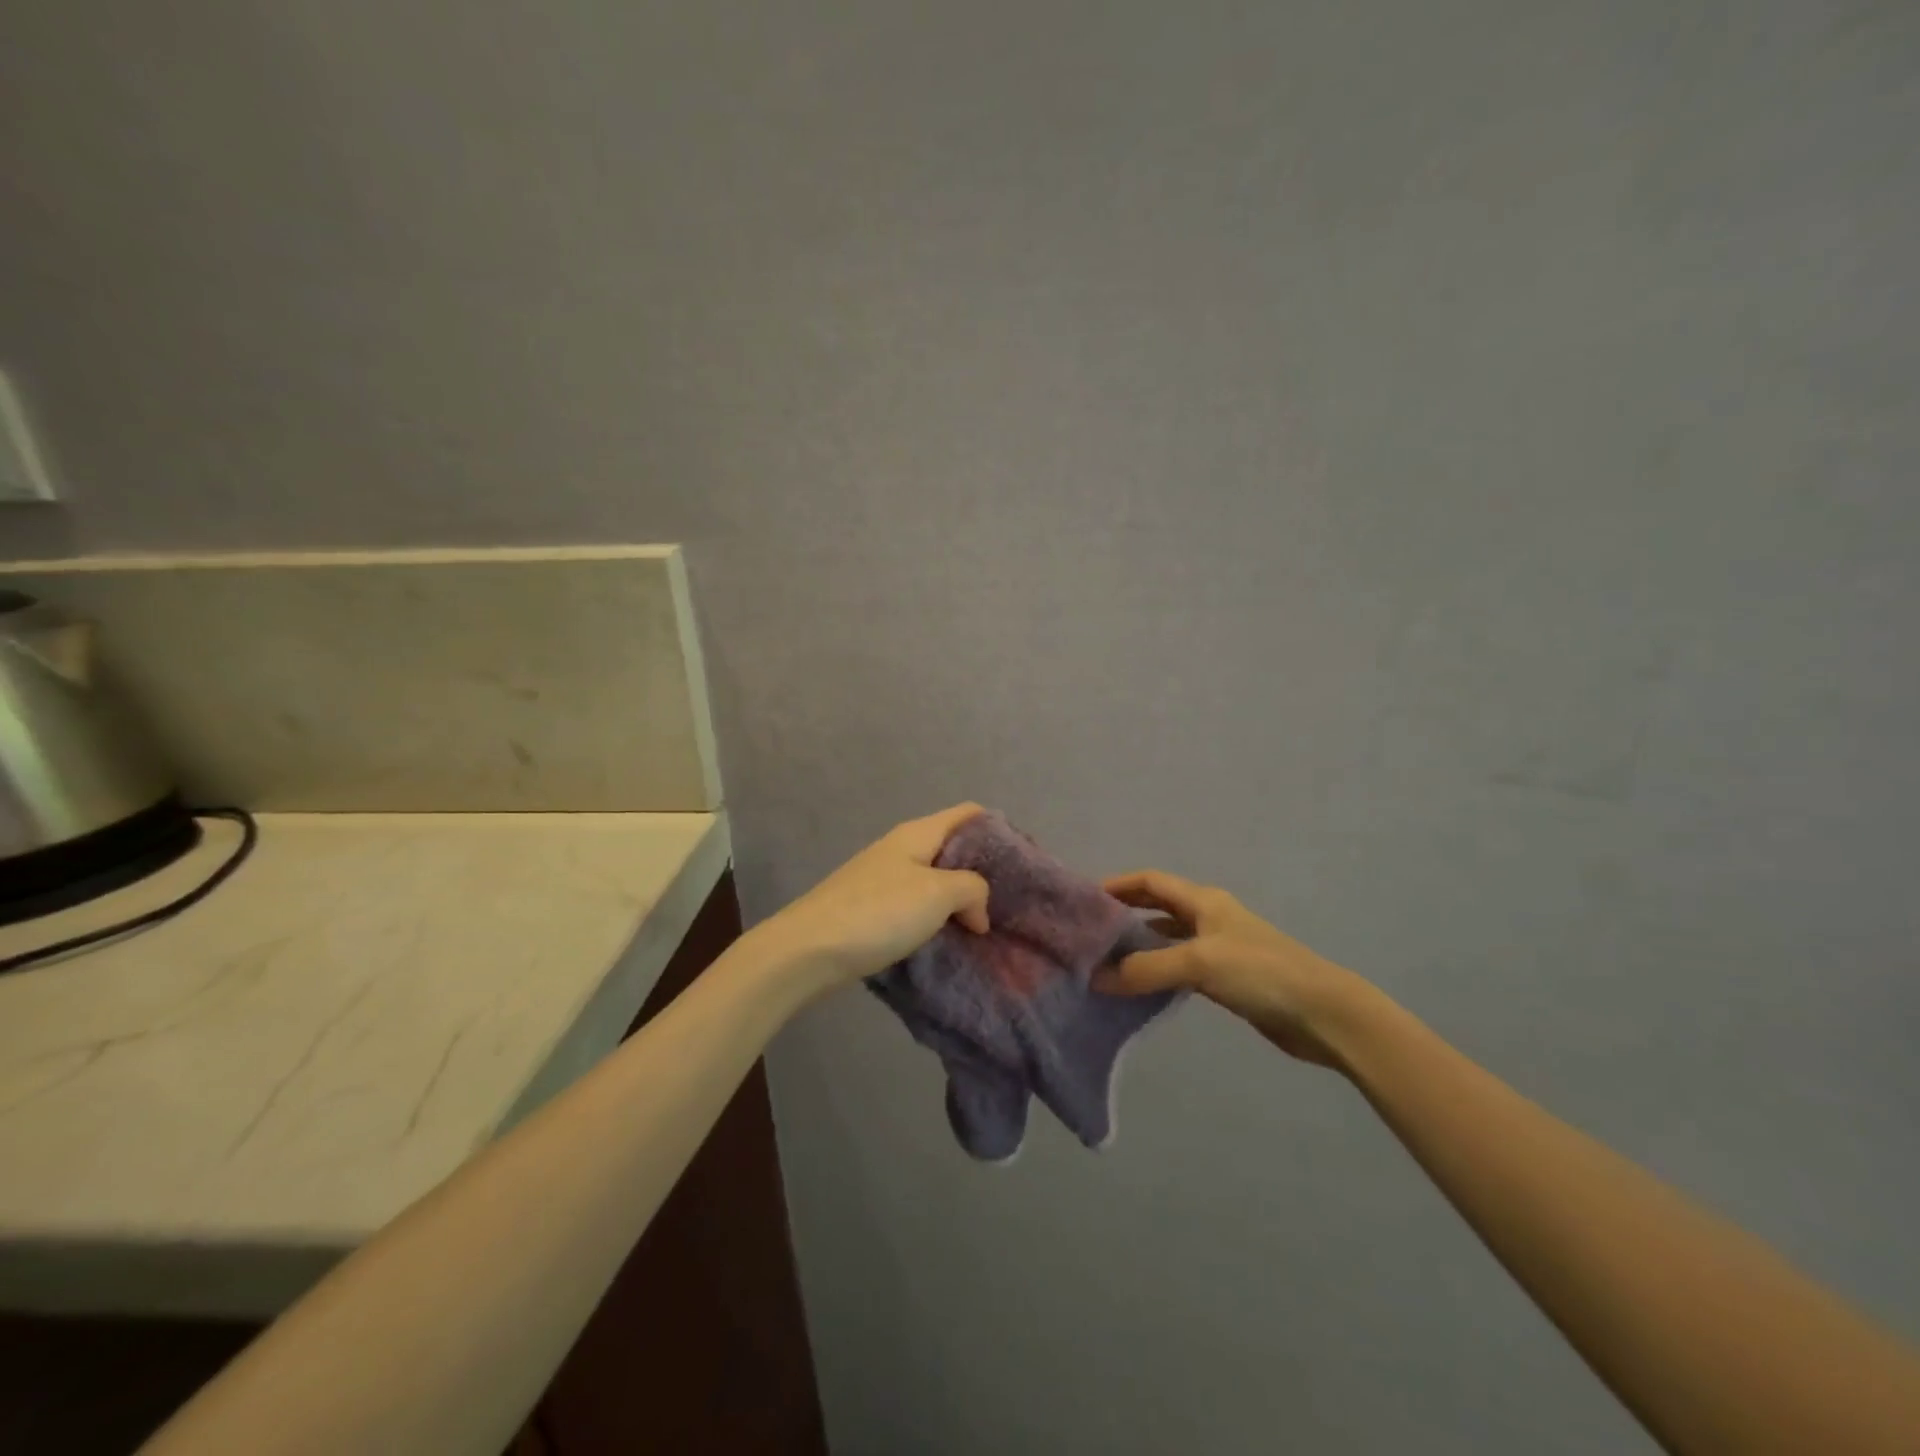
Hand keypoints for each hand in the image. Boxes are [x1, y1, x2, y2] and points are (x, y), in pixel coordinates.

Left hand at [751, 804, 991, 994]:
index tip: (1026, 860)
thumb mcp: (938, 893)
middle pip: (954, 848)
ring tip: (988, 925)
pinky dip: (939, 918)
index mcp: (919, 834)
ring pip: (936, 880)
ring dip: (961, 900)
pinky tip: (952, 939)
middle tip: (1013, 900)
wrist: (808, 950)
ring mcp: (885, 878)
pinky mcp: (873, 909)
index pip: (968, 814)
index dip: (1000, 829)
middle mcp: (902, 848)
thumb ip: (972, 889)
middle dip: (984, 871)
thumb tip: (977, 910)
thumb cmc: (878, 912)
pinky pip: (918, 905)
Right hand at [1098, 869, 1375, 1068]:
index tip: (1084, 899)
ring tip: (1105, 960)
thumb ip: (1145, 970)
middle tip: (1089, 931)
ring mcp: (1219, 948)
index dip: (1118, 885)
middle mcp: (1208, 917)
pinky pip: (1180, 966)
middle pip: (1157, 906)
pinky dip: (1158, 971)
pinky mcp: (1226, 978)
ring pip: (1168, 938)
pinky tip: (1140, 987)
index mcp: (1203, 900)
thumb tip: (1096, 978)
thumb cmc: (1260, 972)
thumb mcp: (1198, 963)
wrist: (1322, 1013)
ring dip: (1139, 945)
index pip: (1150, 881)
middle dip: (1125, 912)